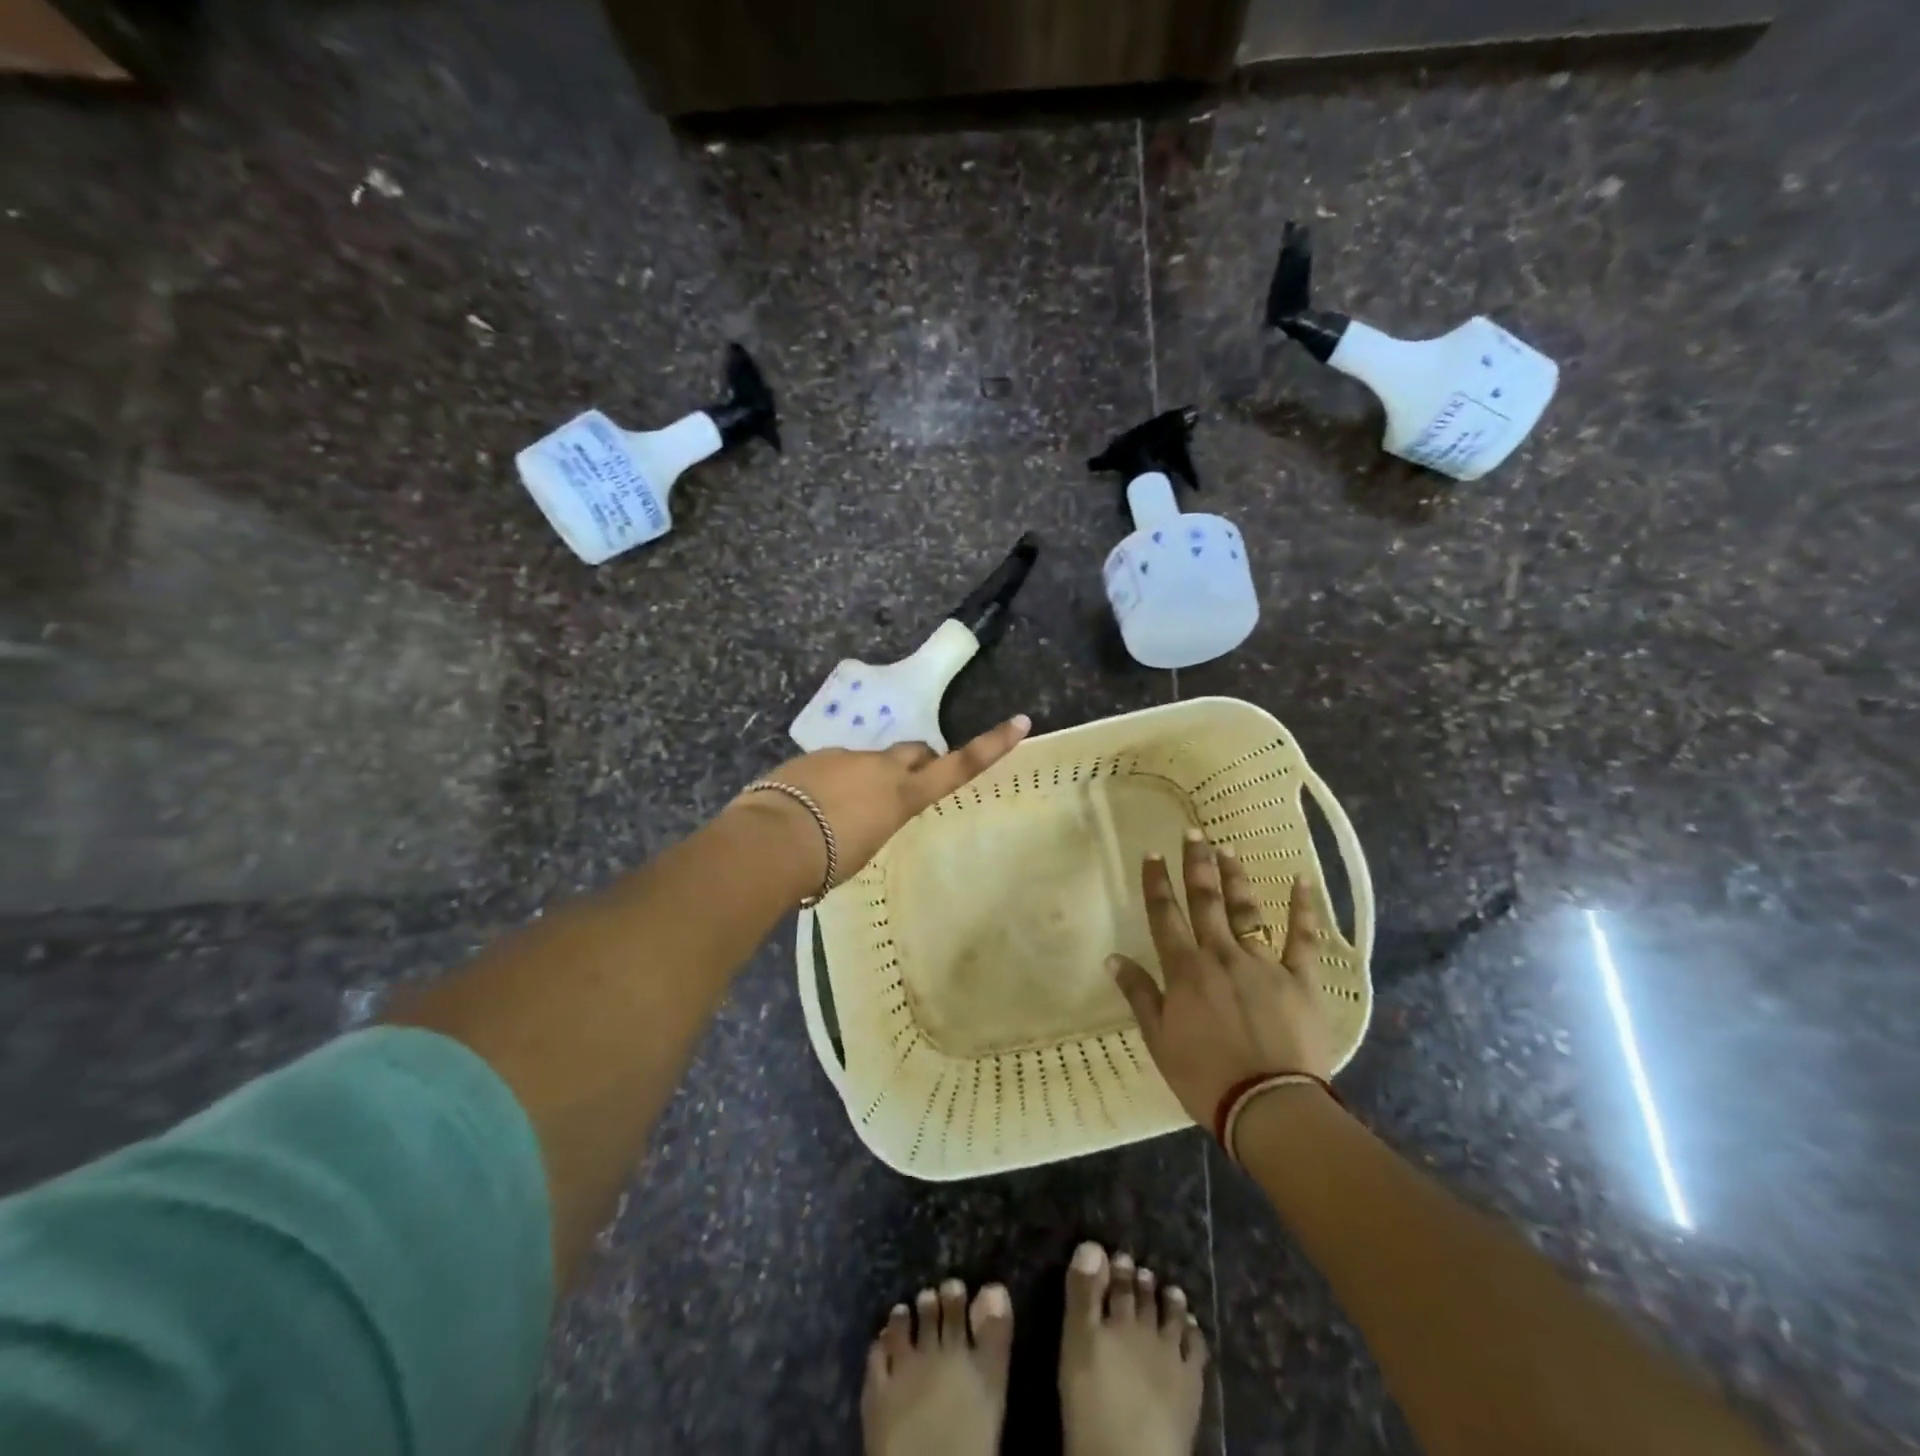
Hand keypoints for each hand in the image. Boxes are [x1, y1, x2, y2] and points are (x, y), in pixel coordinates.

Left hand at [729, 715, 1031, 900]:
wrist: (771, 839)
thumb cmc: (827, 861)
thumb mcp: (865, 848)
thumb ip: (876, 821)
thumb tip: (865, 815)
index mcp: (902, 794)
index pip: (957, 767)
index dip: (991, 746)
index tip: (1020, 722)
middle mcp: (880, 767)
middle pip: (915, 750)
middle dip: (919, 761)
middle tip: (910, 783)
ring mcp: (845, 757)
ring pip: (867, 761)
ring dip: (864, 779)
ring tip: (839, 814)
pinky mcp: (813, 757)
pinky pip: (832, 767)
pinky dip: (830, 784)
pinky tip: (809, 809)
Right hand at [1109, 829, 1339, 1126]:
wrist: (1269, 1106)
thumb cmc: (1205, 1077)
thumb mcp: (1159, 1040)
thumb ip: (1139, 994)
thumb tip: (1112, 958)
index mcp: (1185, 970)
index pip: (1165, 916)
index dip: (1157, 883)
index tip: (1152, 854)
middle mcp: (1221, 955)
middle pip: (1205, 902)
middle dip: (1197, 865)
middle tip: (1193, 833)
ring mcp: (1263, 964)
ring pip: (1246, 910)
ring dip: (1235, 878)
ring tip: (1228, 849)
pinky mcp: (1300, 980)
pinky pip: (1303, 938)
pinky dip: (1303, 908)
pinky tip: (1302, 879)